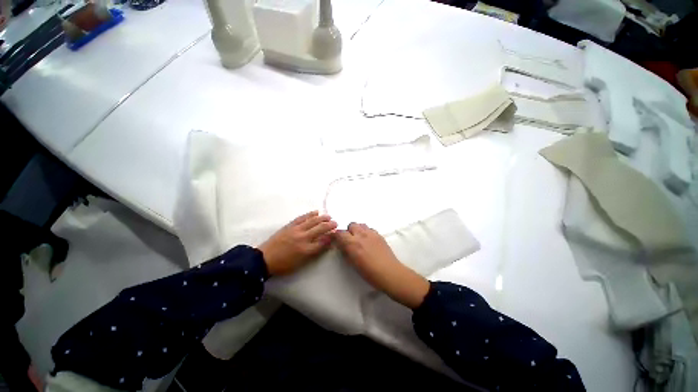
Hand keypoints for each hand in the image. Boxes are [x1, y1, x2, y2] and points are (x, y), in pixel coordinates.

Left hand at [259, 211, 336, 275]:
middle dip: (330, 225)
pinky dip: (310, 214)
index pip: (323, 241)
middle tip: (336, 223)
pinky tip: (316, 212)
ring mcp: (296, 230)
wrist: (264, 259)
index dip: (331, 236)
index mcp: (306, 249)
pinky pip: (302, 218)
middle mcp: (303, 237)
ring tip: (329, 216)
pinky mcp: (290, 225)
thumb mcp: (301, 263)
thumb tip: (326, 244)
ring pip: (312, 221)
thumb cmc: (284, 265)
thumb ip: (314, 252)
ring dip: (322, 218)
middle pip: (320, 228)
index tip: (336, 233)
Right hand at [334, 223, 428, 308]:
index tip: (336, 239)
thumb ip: (346, 251)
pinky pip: (370, 229)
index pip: (339, 233)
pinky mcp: (379, 234)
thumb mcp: (353, 264)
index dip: (336, 235)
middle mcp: (361, 235)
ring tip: (360, 239)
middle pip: (351, 224)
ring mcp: (371, 233)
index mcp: (352, 243)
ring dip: (358, 230)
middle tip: (350, 240)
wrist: (389, 272)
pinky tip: (369, 241)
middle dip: (349, 231)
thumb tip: (342, 246)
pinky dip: (367, 232)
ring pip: (361, 224)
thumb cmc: (369, 273)